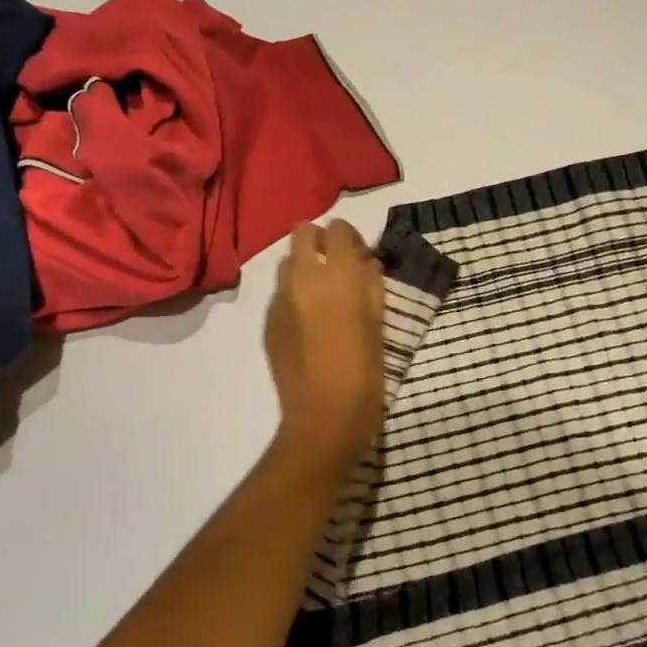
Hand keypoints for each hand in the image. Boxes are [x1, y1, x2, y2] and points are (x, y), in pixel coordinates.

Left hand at [265, 220, 385, 476]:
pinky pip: (279, 295)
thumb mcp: (379, 323)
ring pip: (286, 263)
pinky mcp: (267, 323)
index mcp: (338, 276)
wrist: (323, 417)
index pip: (338, 229)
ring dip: (303, 268)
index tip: (360, 256)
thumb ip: (371, 285)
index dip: (349, 237)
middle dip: (319, 242)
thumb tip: (364, 263)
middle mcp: (303, 278)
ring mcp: (279, 300)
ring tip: (321, 295)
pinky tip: (308, 324)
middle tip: (337, 267)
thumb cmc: (365, 372)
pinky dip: (293, 297)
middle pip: (302, 233)